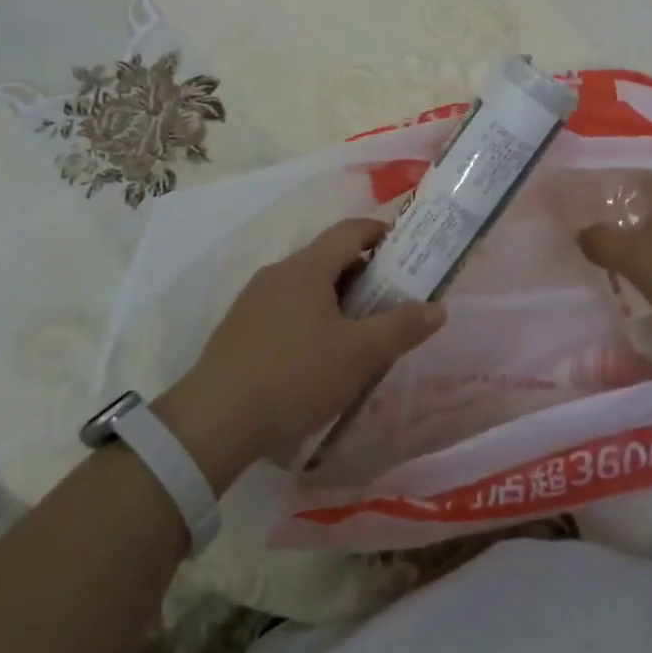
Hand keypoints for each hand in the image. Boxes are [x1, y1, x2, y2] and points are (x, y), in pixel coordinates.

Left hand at [156, 219, 444, 486]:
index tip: (405, 251)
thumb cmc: (295, 376)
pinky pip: (285, 308)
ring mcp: (253, 300)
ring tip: (357, 332)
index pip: (349, 230)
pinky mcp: (239, 329)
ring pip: (305, 285)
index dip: (380, 233)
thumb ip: (401, 327)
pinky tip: (316, 356)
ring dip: (336, 298)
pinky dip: (310, 317)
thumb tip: (438, 307)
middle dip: (362, 273)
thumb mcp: (359, 355)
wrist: (213, 421)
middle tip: (388, 301)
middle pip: (328, 258)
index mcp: (307, 268)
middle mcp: (278, 273)